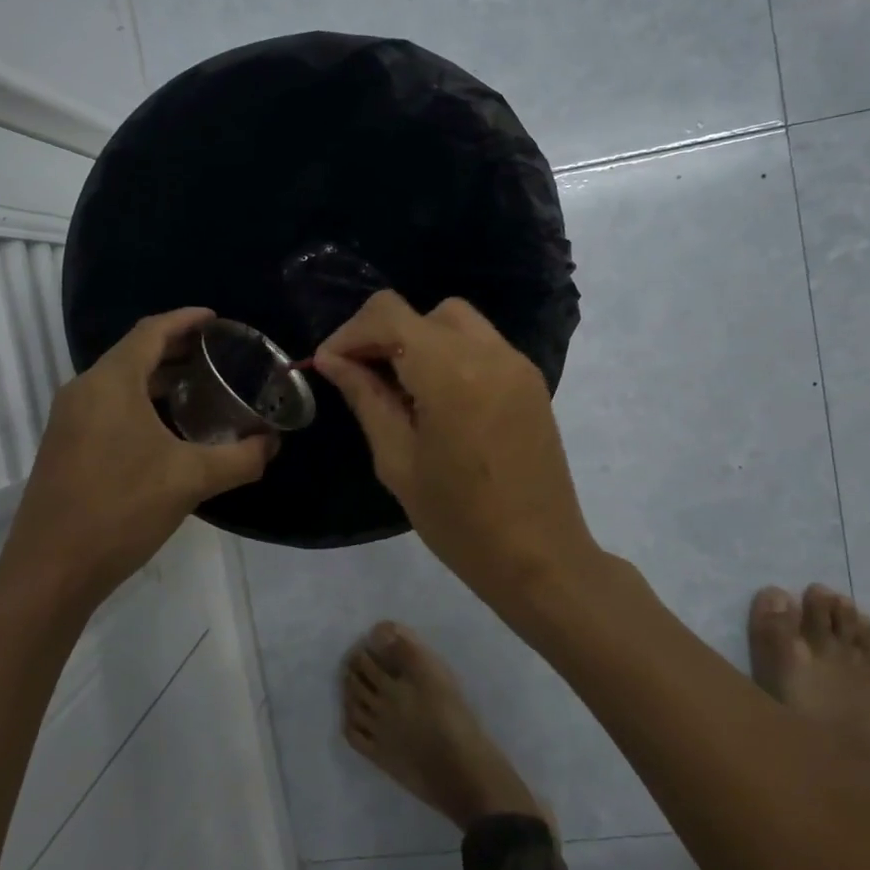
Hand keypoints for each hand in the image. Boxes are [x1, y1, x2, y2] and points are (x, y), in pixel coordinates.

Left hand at [0, 307, 274, 618]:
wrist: (51, 570)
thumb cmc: (121, 510)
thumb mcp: (191, 480)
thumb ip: (240, 458)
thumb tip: (273, 444)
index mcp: (111, 383)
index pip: (151, 331)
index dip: (186, 320)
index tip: (218, 319)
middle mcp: (84, 391)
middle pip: (135, 353)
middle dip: (177, 348)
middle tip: (219, 354)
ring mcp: (70, 420)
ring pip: (121, 382)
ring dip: (159, 378)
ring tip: (202, 387)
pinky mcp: (66, 446)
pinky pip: (109, 406)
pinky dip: (142, 402)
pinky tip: (168, 429)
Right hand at [313, 292, 602, 612]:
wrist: (539, 556)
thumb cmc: (459, 520)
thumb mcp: (398, 461)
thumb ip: (366, 398)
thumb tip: (333, 360)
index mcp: (451, 373)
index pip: (389, 314)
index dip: (351, 332)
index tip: (330, 365)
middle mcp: (489, 353)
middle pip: (423, 313)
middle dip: (384, 335)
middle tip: (363, 378)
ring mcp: (517, 364)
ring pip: (456, 322)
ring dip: (419, 341)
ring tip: (401, 389)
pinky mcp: (531, 381)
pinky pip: (482, 345)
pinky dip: (450, 354)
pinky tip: (438, 400)